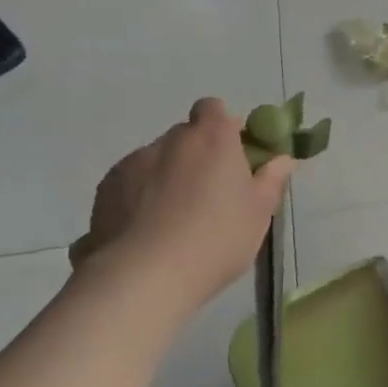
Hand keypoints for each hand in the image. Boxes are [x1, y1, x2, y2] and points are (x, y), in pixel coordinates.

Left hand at [71, 99, 295, 317]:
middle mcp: (171, 140)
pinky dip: (138, 198)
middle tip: (208, 194)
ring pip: (156, 160)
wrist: (143, 278)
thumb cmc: (215, 238)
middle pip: (186, 135)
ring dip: (166, 177)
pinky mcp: (105, 190)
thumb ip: (272, 179)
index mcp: (212, 137)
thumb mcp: (259, 213)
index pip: (214, 109)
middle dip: (196, 155)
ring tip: (171, 221)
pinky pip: (129, 184)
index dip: (224, 127)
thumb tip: (282, 159)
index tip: (233, 156)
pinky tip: (145, 233)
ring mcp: (133, 162)